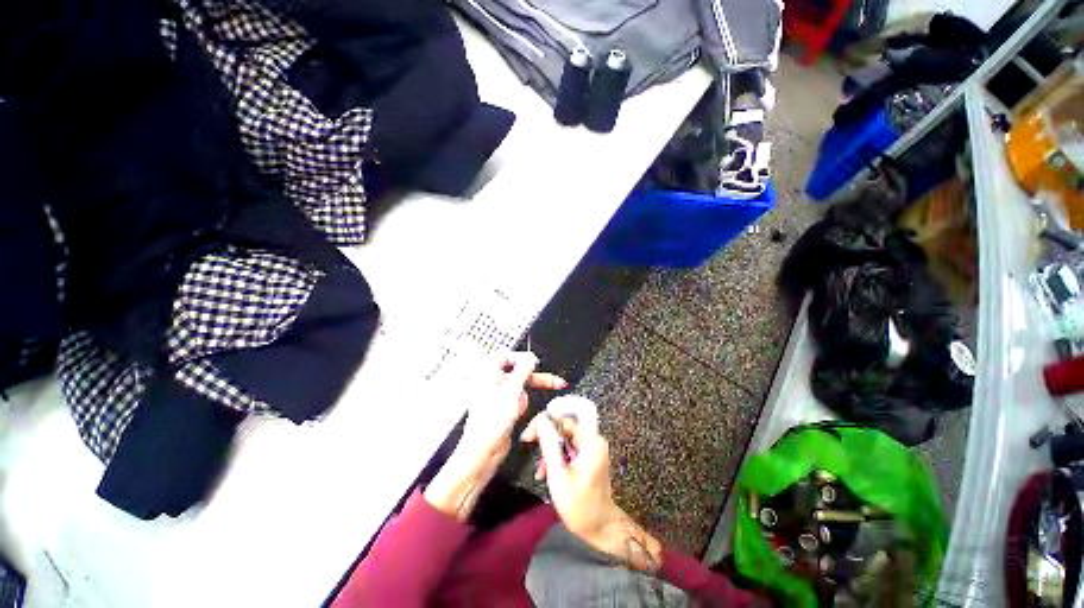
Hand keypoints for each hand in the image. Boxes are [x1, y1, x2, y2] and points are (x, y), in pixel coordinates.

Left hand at [425, 352, 566, 520]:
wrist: (483, 451)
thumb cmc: (490, 422)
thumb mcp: (511, 390)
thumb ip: (523, 371)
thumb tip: (530, 358)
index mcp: (487, 373)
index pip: (506, 356)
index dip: (521, 358)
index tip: (534, 361)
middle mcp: (491, 382)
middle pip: (518, 372)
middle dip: (534, 379)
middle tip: (555, 382)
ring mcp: (497, 395)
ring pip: (520, 388)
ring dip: (523, 397)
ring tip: (516, 409)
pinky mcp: (503, 407)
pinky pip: (519, 400)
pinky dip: (521, 406)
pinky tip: (516, 415)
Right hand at [520, 412, 661, 571]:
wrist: (601, 528)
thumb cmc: (579, 505)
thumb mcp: (559, 475)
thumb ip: (549, 445)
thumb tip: (541, 420)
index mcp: (590, 441)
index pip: (565, 417)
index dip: (546, 420)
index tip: (530, 433)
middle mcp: (593, 439)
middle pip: (565, 425)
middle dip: (546, 435)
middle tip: (529, 443)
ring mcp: (592, 448)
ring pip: (565, 437)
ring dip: (550, 448)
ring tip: (540, 469)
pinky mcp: (589, 456)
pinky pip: (570, 447)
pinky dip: (558, 456)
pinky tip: (547, 472)